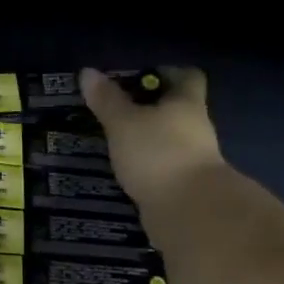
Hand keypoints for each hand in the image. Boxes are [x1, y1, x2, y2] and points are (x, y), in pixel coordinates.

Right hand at [82, 66, 225, 227]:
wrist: (189, 211)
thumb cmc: (158, 153)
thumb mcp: (124, 123)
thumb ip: (107, 100)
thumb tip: (87, 72)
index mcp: (187, 103)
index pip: (188, 77)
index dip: (167, 72)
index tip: (141, 77)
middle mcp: (196, 128)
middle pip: (177, 110)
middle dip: (151, 109)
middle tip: (118, 110)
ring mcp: (193, 161)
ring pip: (169, 142)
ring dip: (148, 141)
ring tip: (116, 142)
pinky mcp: (185, 188)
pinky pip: (164, 169)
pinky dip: (148, 168)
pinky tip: (126, 171)